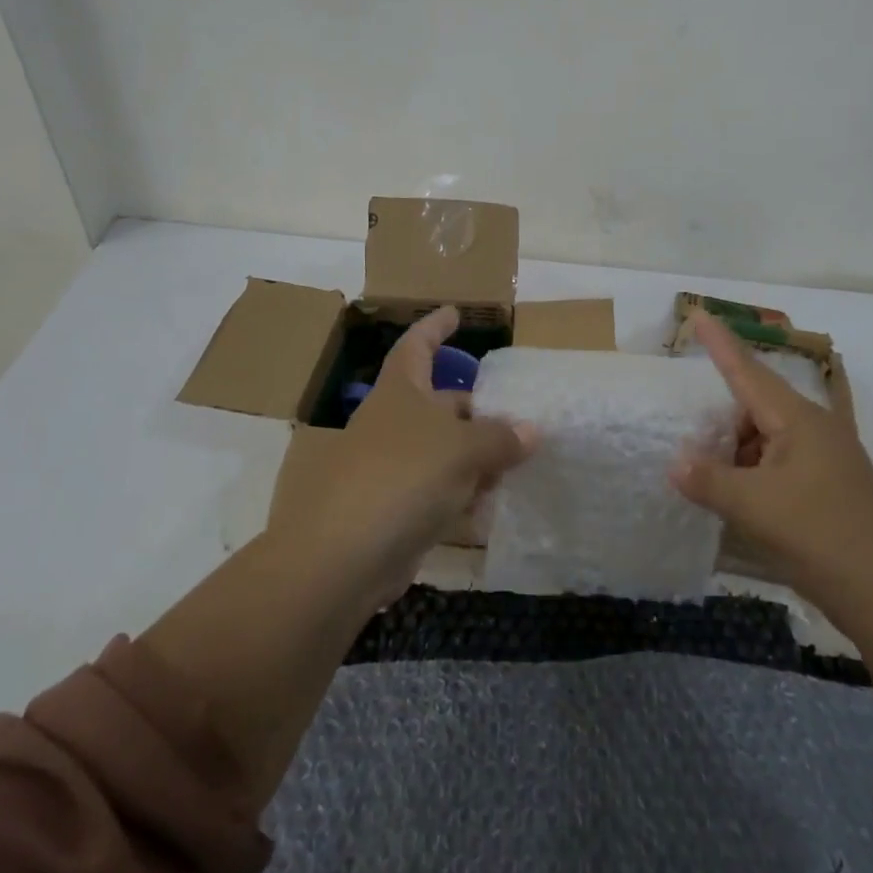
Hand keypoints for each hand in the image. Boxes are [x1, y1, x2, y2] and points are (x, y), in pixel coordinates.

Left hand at [266, 306, 536, 607]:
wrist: (340, 558)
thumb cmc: (402, 478)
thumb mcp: (462, 450)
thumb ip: (500, 438)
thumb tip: (531, 431)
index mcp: (400, 392)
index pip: (417, 346)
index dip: (435, 327)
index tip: (456, 313)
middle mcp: (393, 424)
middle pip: (440, 405)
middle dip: (477, 409)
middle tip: (517, 414)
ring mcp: (391, 468)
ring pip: (443, 452)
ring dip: (476, 458)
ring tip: (517, 464)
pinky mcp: (393, 511)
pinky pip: (436, 493)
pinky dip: (462, 496)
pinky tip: (490, 507)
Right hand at [670, 310, 872, 600]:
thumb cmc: (821, 535)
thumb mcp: (754, 506)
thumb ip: (709, 481)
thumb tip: (675, 464)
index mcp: (798, 420)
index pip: (748, 371)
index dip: (720, 343)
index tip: (698, 313)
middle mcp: (814, 430)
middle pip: (754, 409)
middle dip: (721, 423)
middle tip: (690, 442)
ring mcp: (825, 460)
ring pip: (766, 441)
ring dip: (737, 456)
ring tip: (710, 482)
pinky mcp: (828, 489)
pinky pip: (779, 467)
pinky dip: (754, 477)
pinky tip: (738, 502)